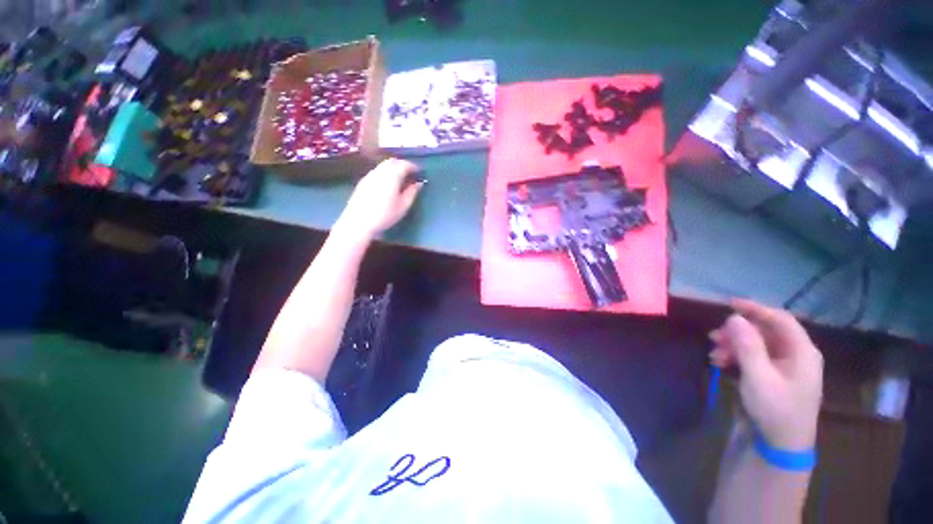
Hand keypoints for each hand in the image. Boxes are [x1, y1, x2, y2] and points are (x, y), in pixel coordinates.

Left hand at [337, 158, 423, 239]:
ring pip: (383, 165)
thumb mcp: (403, 206)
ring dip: (393, 168)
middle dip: (403, 165)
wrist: (359, 222)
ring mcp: (370, 175)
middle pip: (393, 161)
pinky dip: (385, 173)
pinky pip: (377, 171)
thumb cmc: (384, 215)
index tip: (419, 173)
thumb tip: (418, 183)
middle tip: (410, 175)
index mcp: (392, 176)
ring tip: (399, 180)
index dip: (413, 167)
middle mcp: (380, 171)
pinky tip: (387, 184)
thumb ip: (412, 192)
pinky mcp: (363, 181)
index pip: (404, 164)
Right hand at [710, 299, 823, 450]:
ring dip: (734, 345)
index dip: (756, 309)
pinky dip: (736, 356)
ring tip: (714, 353)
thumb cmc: (775, 409)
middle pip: (766, 331)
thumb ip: (748, 346)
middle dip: (738, 332)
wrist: (780, 446)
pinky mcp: (772, 376)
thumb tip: (734, 317)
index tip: (729, 304)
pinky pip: (753, 357)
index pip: (780, 319)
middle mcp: (795, 355)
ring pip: (756, 344)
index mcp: (802, 352)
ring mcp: (784, 367)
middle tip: (714, 336)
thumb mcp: (759, 377)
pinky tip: (720, 362)